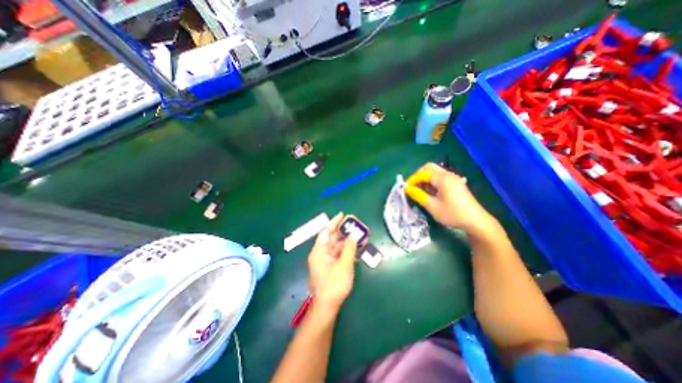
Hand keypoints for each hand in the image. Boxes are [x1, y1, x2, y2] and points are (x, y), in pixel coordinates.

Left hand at [308, 214, 358, 309]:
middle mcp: (321, 254)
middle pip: (332, 238)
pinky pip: (339, 254)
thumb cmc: (334, 285)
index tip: (343, 215)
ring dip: (347, 241)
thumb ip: (349, 248)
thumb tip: (354, 235)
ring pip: (336, 246)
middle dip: (343, 231)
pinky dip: (346, 250)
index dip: (334, 222)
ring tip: (358, 234)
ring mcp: (325, 261)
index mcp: (319, 251)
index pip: (326, 231)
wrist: (327, 307)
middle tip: (354, 224)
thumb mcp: (344, 265)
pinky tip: (356, 248)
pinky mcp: (330, 267)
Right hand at [404, 163, 495, 237]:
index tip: (405, 189)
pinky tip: (429, 191)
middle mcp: (448, 174)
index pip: (423, 173)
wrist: (476, 221)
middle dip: (418, 175)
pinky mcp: (455, 183)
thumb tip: (406, 188)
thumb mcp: (432, 206)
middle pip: (429, 167)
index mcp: (443, 178)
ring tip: (419, 190)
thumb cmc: (452, 213)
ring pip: (434, 172)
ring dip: (424, 178)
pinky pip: (440, 177)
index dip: (412, 180)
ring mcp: (453, 178)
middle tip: (412, 186)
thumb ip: (418, 195)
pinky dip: (431, 181)